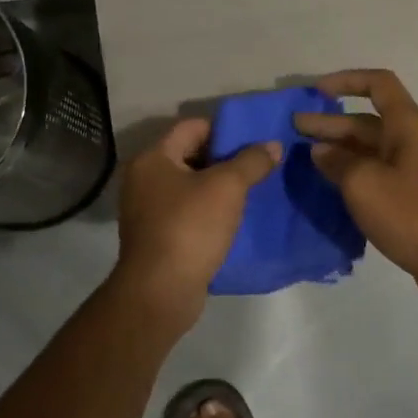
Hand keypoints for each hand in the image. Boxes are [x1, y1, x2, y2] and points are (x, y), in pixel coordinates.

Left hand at [112, 119, 279, 331]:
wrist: (161, 291)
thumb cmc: (190, 227)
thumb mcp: (228, 187)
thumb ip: (252, 161)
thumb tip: (274, 145)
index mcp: (153, 158)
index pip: (193, 126)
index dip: (226, 129)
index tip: (255, 140)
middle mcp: (143, 179)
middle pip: (191, 155)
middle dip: (226, 159)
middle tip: (259, 165)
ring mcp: (147, 210)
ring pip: (191, 186)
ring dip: (219, 188)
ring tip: (253, 191)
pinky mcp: (157, 237)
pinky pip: (188, 213)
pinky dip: (210, 211)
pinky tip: (235, 219)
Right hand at [294, 70, 417, 312]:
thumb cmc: (411, 214)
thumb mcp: (364, 183)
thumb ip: (337, 162)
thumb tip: (321, 151)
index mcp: (408, 126)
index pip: (378, 84)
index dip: (346, 81)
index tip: (316, 92)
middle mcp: (413, 141)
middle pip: (368, 121)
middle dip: (330, 122)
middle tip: (294, 129)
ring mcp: (415, 170)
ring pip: (371, 149)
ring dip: (339, 148)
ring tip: (305, 157)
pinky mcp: (413, 196)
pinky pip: (378, 173)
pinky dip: (353, 172)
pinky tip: (330, 184)